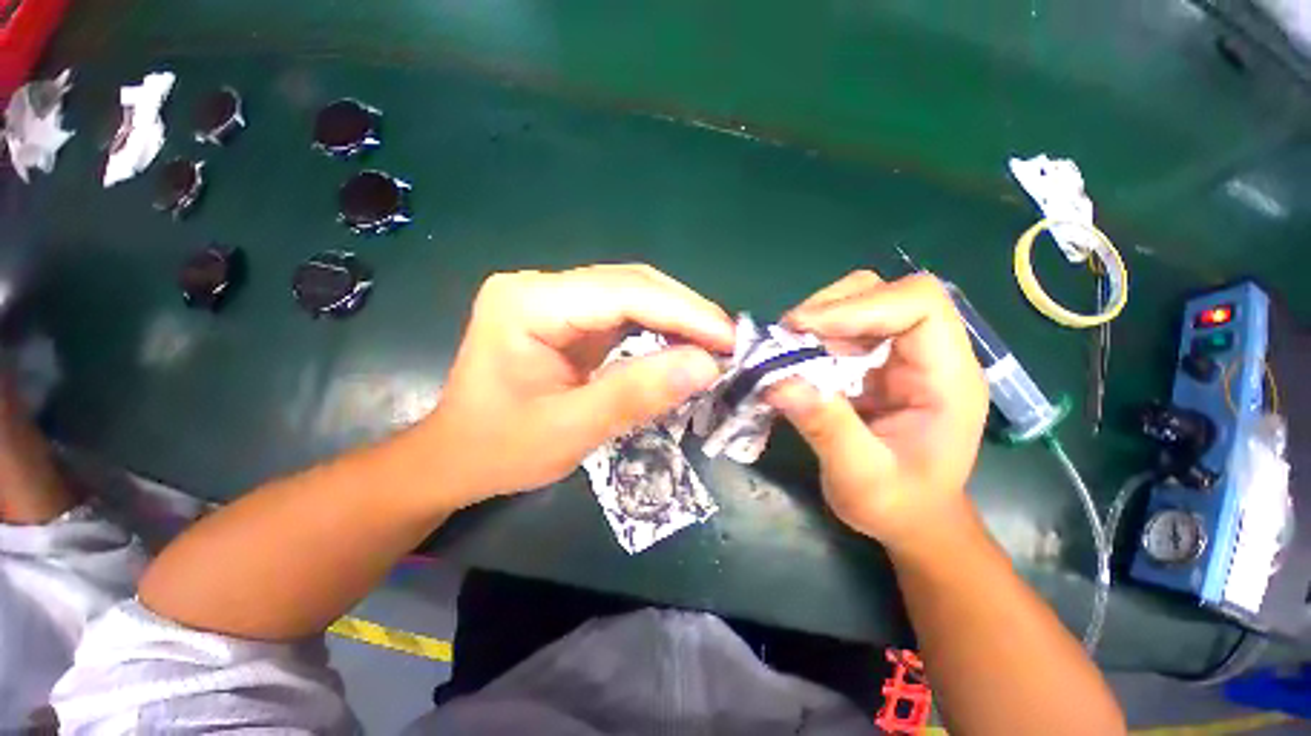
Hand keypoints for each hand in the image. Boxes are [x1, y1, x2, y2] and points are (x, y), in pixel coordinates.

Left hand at [423, 264, 734, 507]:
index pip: (622, 293)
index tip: (729, 338)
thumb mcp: (570, 430)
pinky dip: (656, 328)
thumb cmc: (499, 449)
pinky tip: (679, 345)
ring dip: (674, 318)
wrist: (455, 457)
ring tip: (712, 344)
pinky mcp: (564, 317)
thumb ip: (636, 394)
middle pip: (629, 284)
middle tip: (727, 342)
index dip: (683, 312)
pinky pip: (621, 313)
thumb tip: (706, 366)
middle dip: (684, 312)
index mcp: (528, 302)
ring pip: (630, 295)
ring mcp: (551, 298)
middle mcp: (540, 287)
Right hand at [764, 272, 987, 554]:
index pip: (920, 304)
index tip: (804, 329)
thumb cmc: (898, 505)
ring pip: (861, 301)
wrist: (912, 518)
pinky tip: (796, 358)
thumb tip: (776, 382)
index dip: (859, 306)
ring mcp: (901, 355)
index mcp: (947, 378)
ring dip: (818, 318)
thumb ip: (826, 429)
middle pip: (886, 292)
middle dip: (831, 307)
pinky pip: (843, 328)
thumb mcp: (861, 478)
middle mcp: (929, 355)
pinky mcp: (876, 362)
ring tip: (787, 348)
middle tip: (788, 337)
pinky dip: (814, 334)